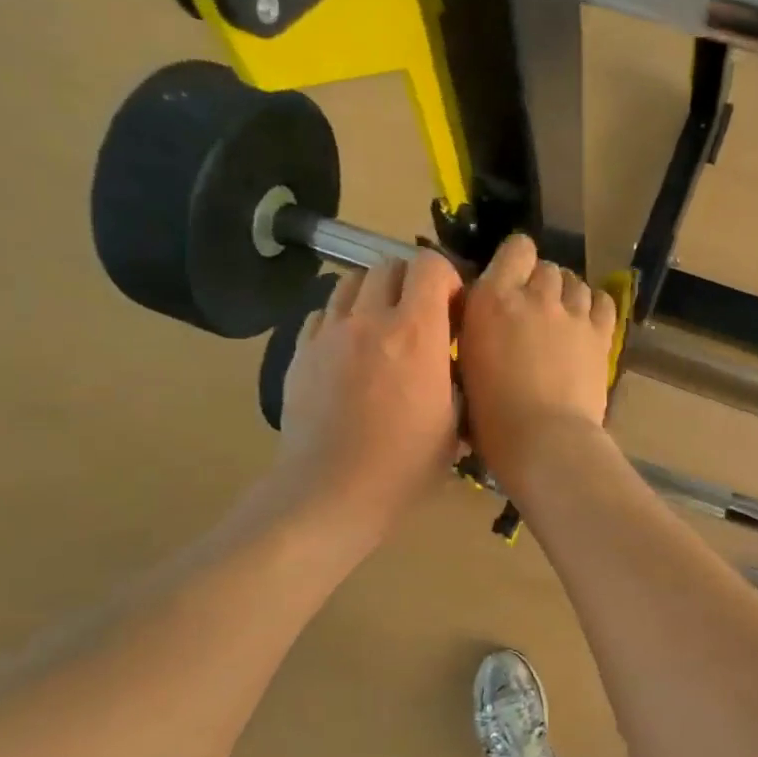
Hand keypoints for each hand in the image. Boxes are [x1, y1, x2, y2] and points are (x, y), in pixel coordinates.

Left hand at [269, 251, 461, 546]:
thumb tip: (454, 358)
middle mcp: (370, 319)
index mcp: (416, 333)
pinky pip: (322, 313)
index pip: (429, 265)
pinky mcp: (300, 351)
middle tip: (420, 315)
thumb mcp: (455, 422)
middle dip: (410, 282)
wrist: (332, 491)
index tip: (453, 306)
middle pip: (388, 265)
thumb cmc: (406, 464)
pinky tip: (350, 350)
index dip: (446, 277)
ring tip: (382, 327)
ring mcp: (329, 333)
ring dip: (373, 294)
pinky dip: (341, 319)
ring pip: (351, 282)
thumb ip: (457, 375)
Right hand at [458, 234, 617, 491]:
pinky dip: (595, 306)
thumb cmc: (491, 417)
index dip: (516, 260)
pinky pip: (603, 302)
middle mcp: (535, 296)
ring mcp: (573, 313)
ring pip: (575, 282)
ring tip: (562, 318)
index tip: (511, 281)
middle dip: (541, 283)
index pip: (515, 249)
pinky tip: (587, 322)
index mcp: (493, 299)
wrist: (544, 439)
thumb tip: (485, 317)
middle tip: (534, 311)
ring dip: (567, 294)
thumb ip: (477, 327)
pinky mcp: (601, 334)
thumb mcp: (466, 364)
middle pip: (547, 267)